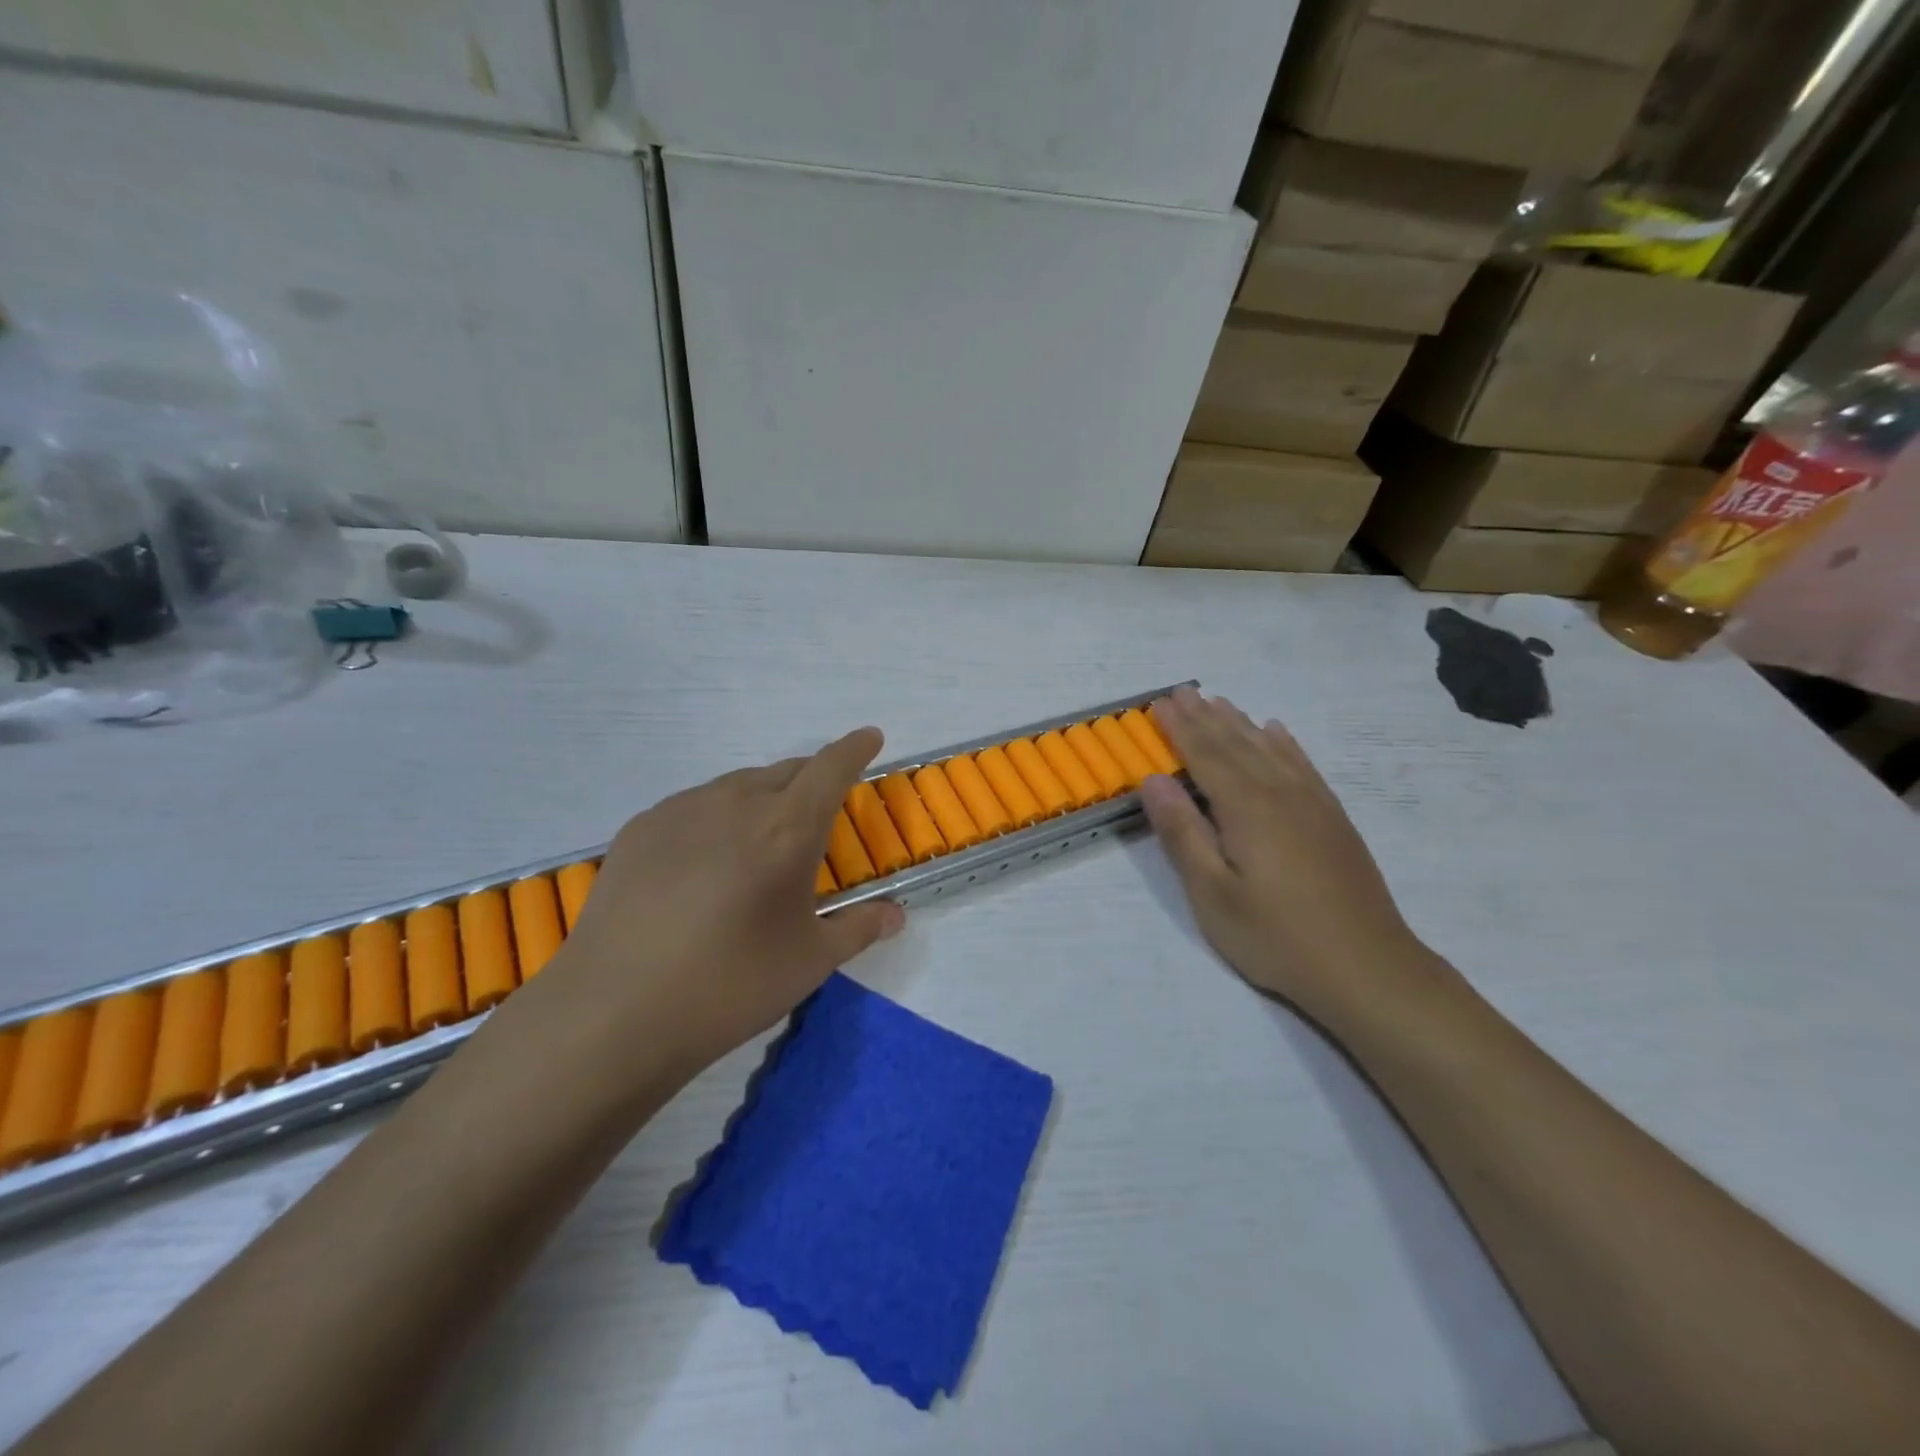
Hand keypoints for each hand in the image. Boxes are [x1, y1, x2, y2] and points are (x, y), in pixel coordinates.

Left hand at [511, 730, 904, 1090]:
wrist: (614, 1011)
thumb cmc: (730, 985)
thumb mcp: (809, 961)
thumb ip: (859, 928)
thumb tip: (895, 915)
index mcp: (787, 827)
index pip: (832, 767)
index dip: (855, 748)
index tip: (869, 737)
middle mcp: (736, 802)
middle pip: (786, 772)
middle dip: (811, 781)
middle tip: (817, 813)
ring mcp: (682, 810)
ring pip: (738, 787)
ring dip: (761, 801)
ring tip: (758, 844)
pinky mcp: (640, 828)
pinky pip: (694, 807)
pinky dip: (715, 819)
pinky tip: (703, 864)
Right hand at [1141, 688, 1438, 1029]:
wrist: (1367, 968)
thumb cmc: (1276, 936)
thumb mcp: (1213, 894)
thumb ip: (1182, 833)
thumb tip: (1154, 780)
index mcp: (1246, 808)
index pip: (1205, 755)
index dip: (1180, 728)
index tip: (1159, 702)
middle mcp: (1280, 793)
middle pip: (1236, 744)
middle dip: (1206, 716)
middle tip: (1183, 690)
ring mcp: (1313, 804)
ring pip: (1269, 749)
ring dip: (1240, 723)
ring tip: (1219, 701)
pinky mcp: (1333, 820)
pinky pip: (1303, 766)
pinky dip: (1284, 744)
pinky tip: (1277, 733)